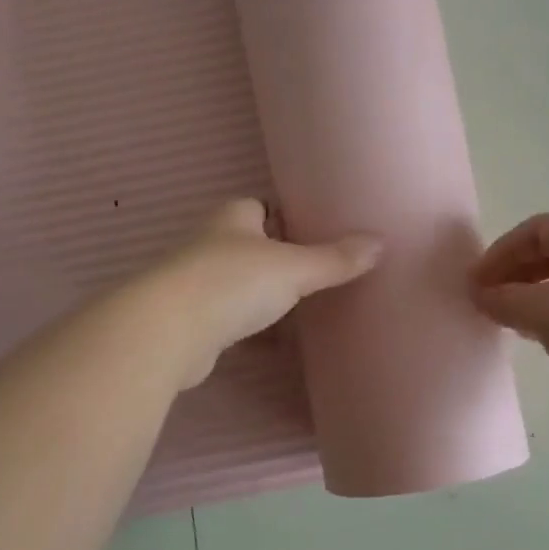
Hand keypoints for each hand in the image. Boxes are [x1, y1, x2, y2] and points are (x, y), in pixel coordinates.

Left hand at [144, 199, 382, 387]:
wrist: (168, 332)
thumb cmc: (232, 282)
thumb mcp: (293, 268)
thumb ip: (334, 259)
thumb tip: (379, 243)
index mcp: (232, 218)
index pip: (261, 206)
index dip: (286, 216)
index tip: (316, 230)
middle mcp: (211, 244)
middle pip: (251, 247)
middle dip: (279, 260)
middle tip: (318, 273)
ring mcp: (197, 283)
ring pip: (240, 285)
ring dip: (265, 296)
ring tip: (304, 308)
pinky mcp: (192, 322)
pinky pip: (231, 319)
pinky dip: (252, 329)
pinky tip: (276, 343)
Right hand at [469, 213, 548, 436]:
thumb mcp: (545, 313)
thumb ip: (504, 299)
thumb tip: (479, 294)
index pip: (539, 229)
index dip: (501, 252)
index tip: (476, 283)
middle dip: (515, 273)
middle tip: (486, 301)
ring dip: (532, 295)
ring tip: (508, 320)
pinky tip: (539, 338)